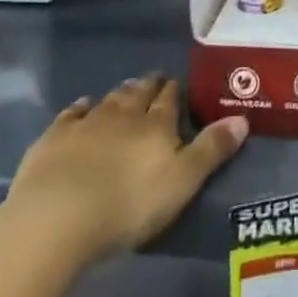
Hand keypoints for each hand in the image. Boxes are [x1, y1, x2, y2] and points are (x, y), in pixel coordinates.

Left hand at [2, 75, 246, 268]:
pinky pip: (71, 114)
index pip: (169, 99)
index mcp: (156, 124)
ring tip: (126, 89)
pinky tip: (81, 106)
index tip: (176, 84)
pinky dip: (79, 108)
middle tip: (154, 80)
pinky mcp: (54, 138)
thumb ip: (211, 150)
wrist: (58, 216)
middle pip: (138, 93)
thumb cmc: (128, 205)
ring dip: (119, 94)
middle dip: (148, 86)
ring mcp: (86, 122)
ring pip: (108, 100)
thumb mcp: (181, 182)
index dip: (174, 91)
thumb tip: (243, 118)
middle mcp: (123, 114)